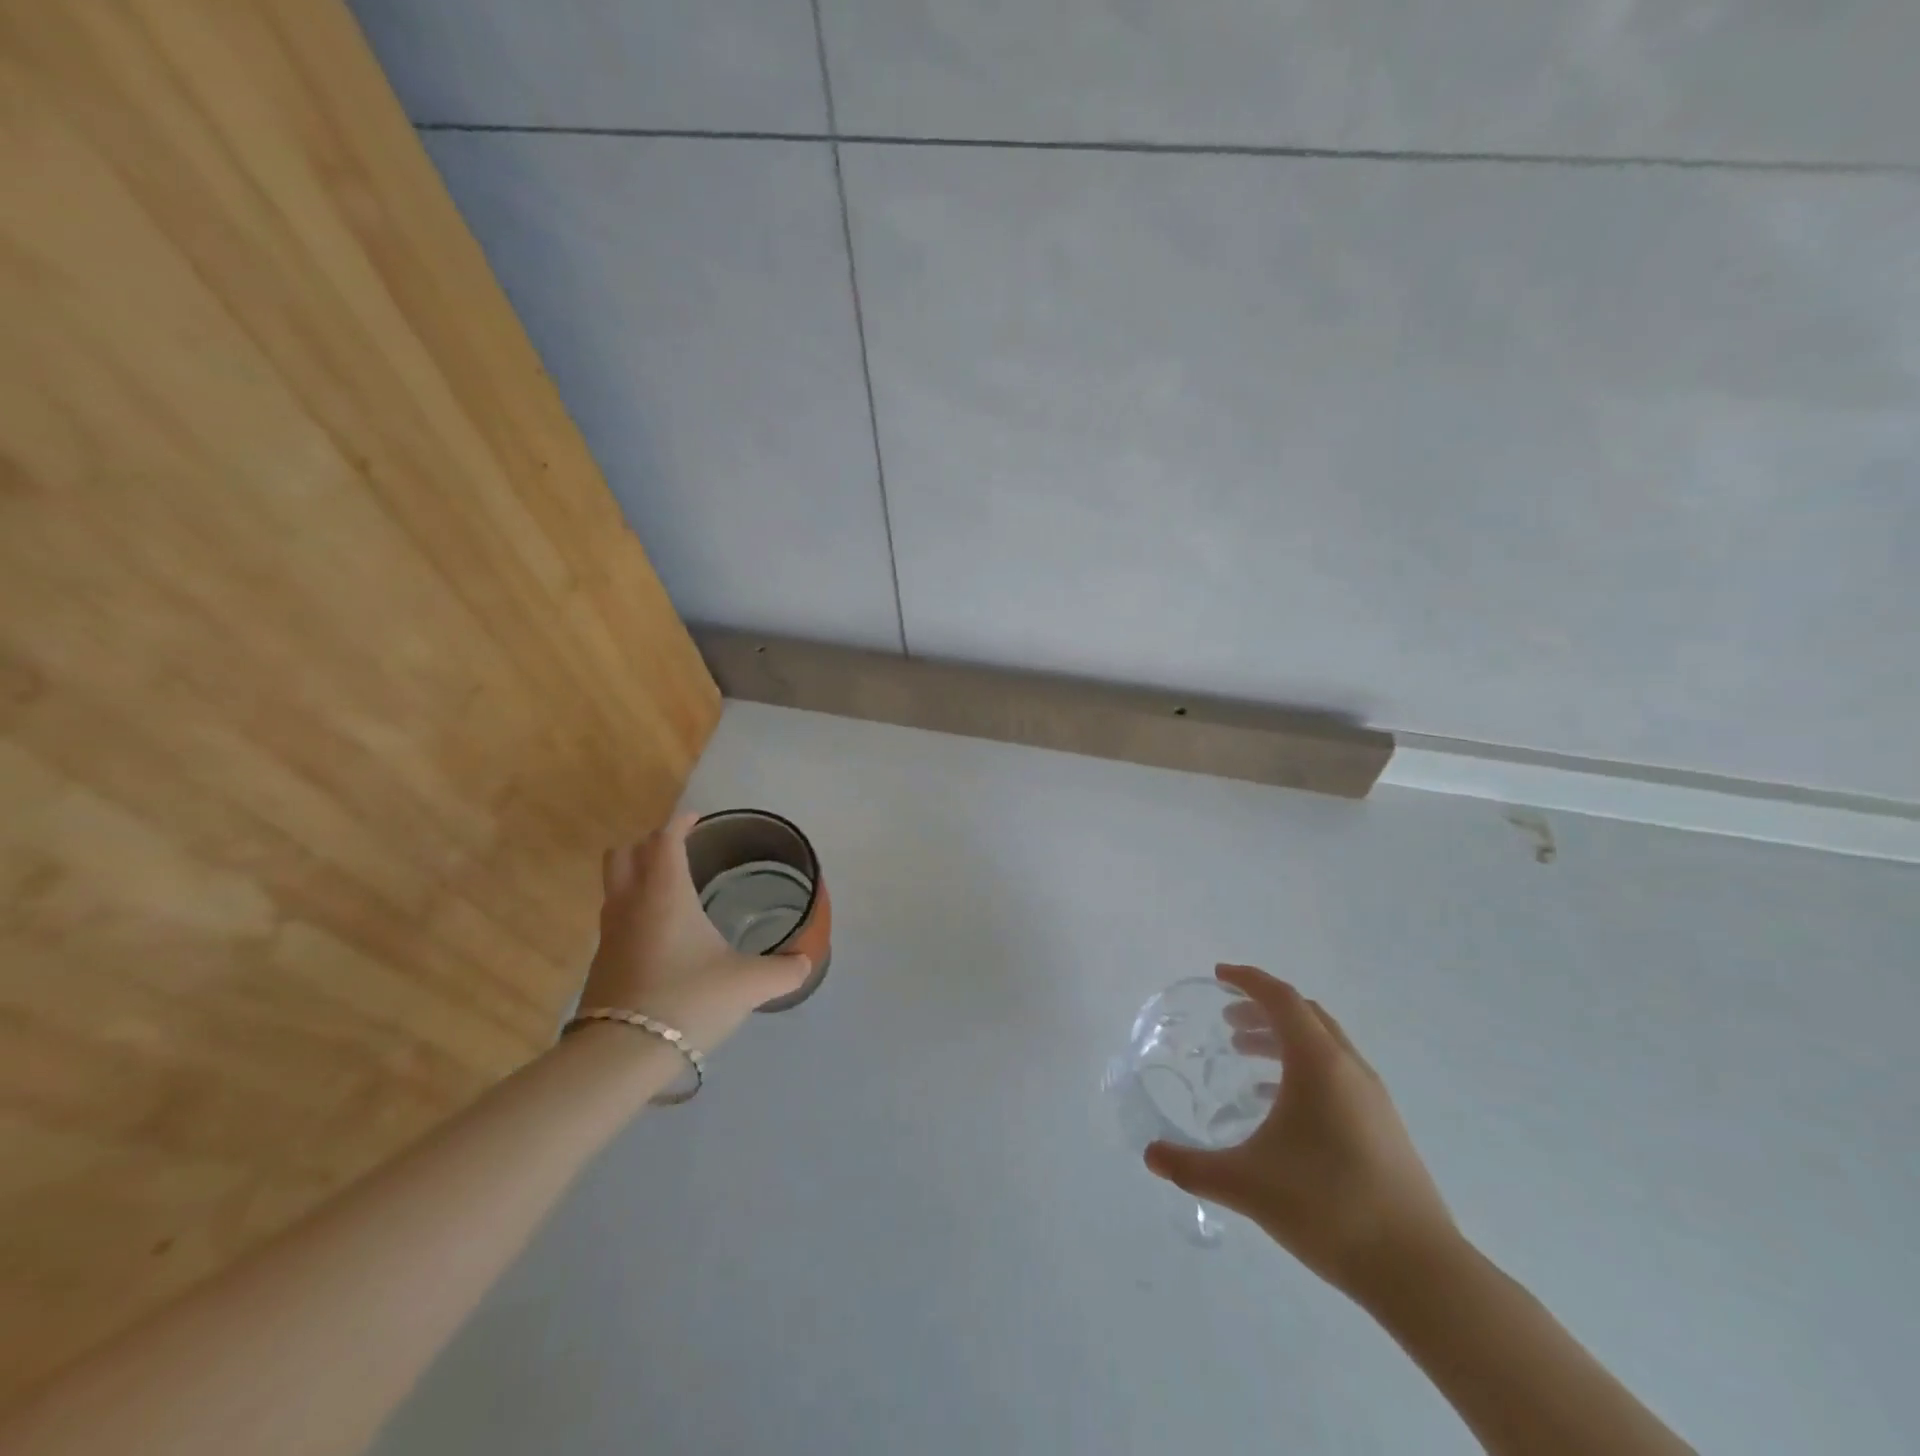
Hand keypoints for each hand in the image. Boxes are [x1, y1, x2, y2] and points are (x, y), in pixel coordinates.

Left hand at [579, 814, 811, 1053]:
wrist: (621, 1055)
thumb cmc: (689, 1000)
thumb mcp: (748, 984)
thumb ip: (783, 970)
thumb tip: (805, 962)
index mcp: (665, 893)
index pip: (665, 840)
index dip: (680, 823)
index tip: (696, 819)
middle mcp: (631, 904)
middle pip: (623, 854)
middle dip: (648, 843)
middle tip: (677, 849)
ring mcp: (609, 934)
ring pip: (614, 886)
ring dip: (636, 876)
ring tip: (670, 889)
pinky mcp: (601, 964)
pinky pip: (615, 918)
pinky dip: (634, 910)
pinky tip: (661, 935)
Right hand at [1145, 965, 1455, 1297]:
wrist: (1419, 1271)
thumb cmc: (1327, 1207)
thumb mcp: (1246, 1184)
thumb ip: (1192, 1167)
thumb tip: (1150, 1156)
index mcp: (1318, 1063)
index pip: (1280, 998)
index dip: (1247, 980)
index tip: (1218, 975)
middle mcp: (1348, 1068)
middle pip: (1303, 1015)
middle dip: (1262, 1009)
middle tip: (1226, 1021)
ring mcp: (1372, 1098)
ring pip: (1323, 1044)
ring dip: (1282, 1039)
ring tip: (1244, 1057)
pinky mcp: (1384, 1126)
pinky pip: (1336, 1074)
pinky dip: (1302, 1069)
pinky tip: (1278, 1107)